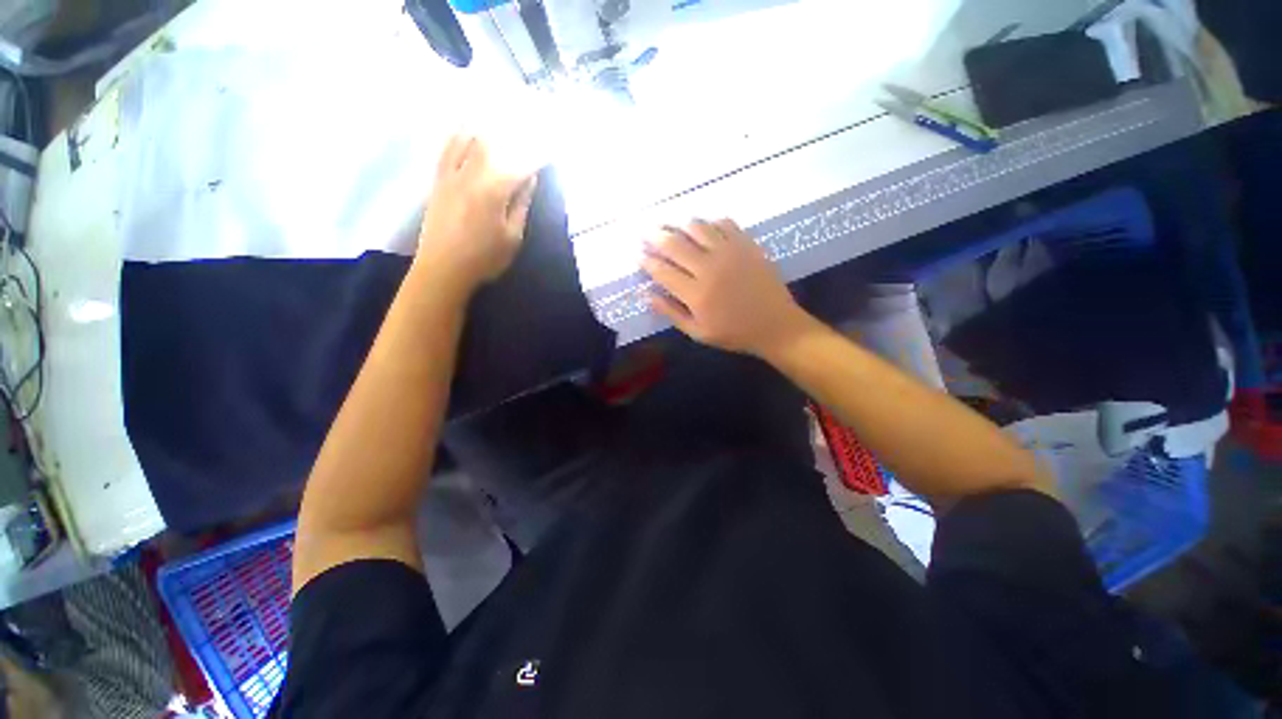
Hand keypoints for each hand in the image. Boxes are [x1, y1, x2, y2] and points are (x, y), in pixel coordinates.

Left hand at [414, 135, 538, 296]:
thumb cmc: (484, 258)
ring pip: (467, 141)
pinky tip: (464, 128)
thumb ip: (521, 205)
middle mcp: (470, 174)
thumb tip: (530, 179)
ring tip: (495, 117)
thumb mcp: (512, 237)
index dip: (534, 156)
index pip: (518, 165)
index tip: (547, 150)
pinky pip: (446, 150)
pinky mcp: (437, 181)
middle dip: (509, 134)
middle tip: (523, 127)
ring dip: (483, 127)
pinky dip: (457, 136)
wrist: (442, 269)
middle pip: (492, 144)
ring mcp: (450, 175)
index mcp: (493, 190)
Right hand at [641, 219, 810, 357]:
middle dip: (655, 236)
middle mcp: (709, 267)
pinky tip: (705, 229)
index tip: (637, 255)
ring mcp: (730, 252)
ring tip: (672, 228)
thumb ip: (671, 312)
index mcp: (696, 293)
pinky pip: (724, 223)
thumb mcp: (698, 332)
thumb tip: (646, 294)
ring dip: (680, 225)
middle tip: (646, 233)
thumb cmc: (734, 333)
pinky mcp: (747, 244)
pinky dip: (710, 223)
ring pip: (697, 227)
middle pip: (675, 244)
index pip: (662, 271)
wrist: (776, 325)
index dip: (646, 261)